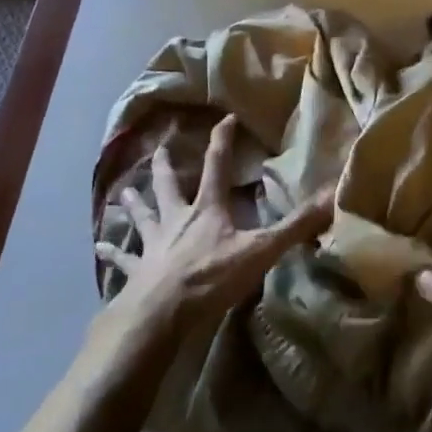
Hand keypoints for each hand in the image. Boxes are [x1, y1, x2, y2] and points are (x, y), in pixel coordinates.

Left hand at [95, 114, 333, 337]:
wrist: (161, 312)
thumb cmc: (211, 277)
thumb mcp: (261, 251)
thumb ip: (297, 226)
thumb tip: (332, 196)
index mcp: (207, 210)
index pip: (217, 166)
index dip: (223, 142)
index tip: (225, 119)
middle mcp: (177, 220)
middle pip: (169, 186)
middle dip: (167, 167)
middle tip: (160, 148)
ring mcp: (153, 245)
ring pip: (142, 217)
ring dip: (134, 204)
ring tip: (123, 192)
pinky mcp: (137, 271)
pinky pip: (123, 258)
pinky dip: (113, 252)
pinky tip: (99, 247)